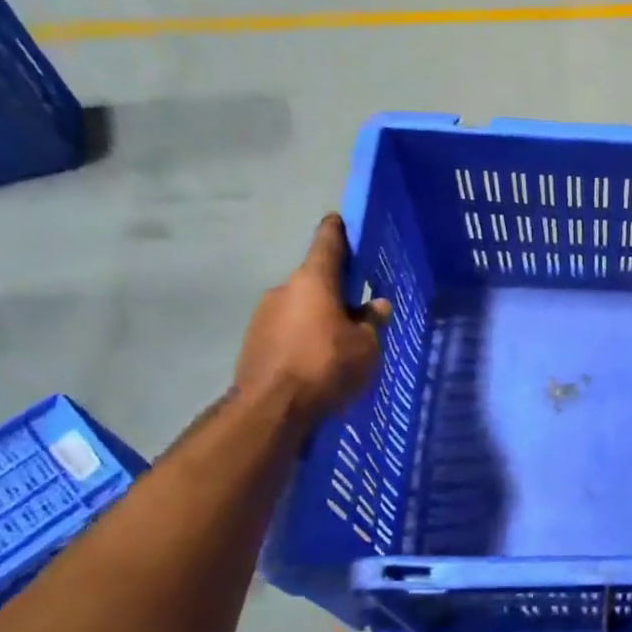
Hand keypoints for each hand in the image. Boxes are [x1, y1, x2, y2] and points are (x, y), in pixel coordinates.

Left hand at [235, 215, 389, 423]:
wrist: (271, 409)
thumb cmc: (326, 366)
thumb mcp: (366, 346)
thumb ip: (372, 322)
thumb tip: (377, 305)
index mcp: (314, 280)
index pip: (328, 241)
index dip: (339, 230)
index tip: (344, 222)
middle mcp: (284, 289)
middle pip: (315, 280)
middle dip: (335, 291)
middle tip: (359, 309)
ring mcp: (263, 315)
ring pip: (300, 307)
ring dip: (318, 317)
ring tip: (339, 344)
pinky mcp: (254, 342)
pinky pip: (286, 331)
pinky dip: (303, 339)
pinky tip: (317, 362)